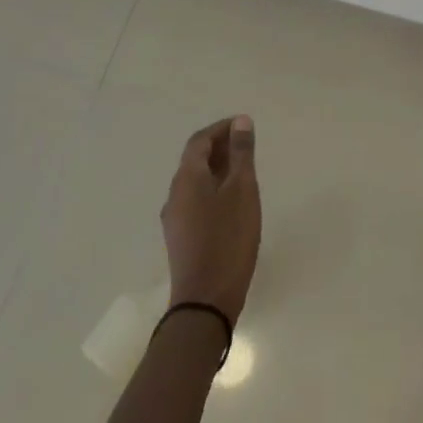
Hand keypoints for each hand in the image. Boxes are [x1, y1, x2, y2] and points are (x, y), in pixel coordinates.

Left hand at [161, 115, 260, 321]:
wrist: (206, 300)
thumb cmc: (228, 238)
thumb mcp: (242, 189)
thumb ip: (241, 154)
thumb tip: (240, 122)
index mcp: (187, 178)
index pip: (200, 140)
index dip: (221, 128)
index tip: (244, 126)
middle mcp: (175, 194)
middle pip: (195, 160)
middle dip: (220, 147)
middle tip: (247, 146)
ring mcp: (175, 218)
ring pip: (195, 181)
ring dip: (217, 168)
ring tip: (244, 171)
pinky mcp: (181, 238)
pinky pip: (195, 200)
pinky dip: (213, 188)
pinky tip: (233, 201)